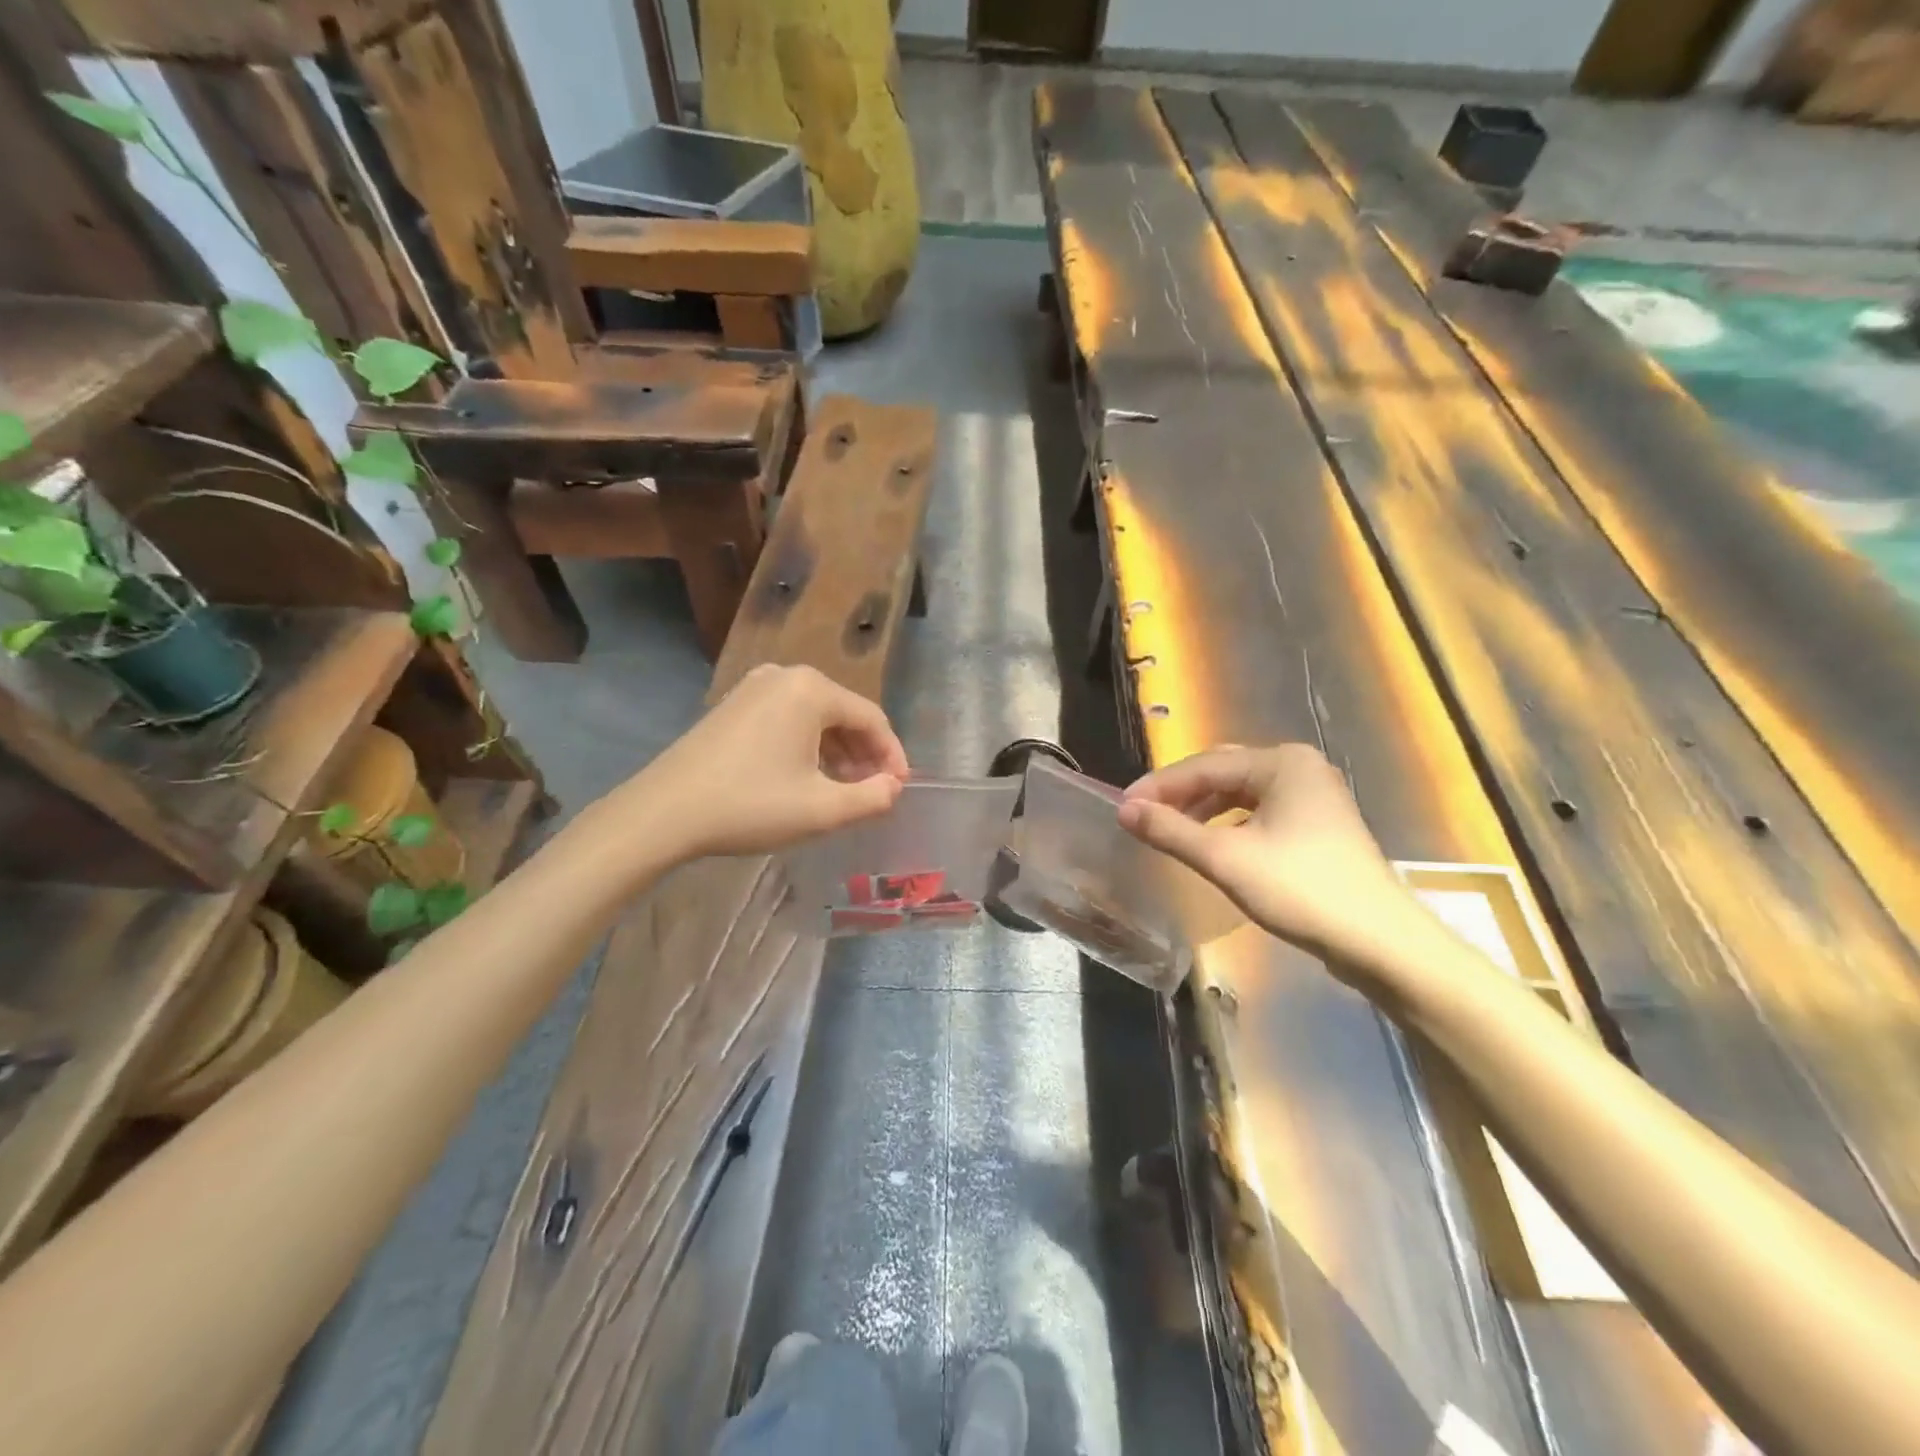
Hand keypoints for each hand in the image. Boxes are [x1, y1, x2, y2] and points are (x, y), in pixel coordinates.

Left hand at [620, 665, 908, 860]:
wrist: (663, 812)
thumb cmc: (751, 805)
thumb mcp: (822, 809)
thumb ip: (872, 798)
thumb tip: (892, 788)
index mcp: (812, 689)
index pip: (872, 718)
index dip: (892, 756)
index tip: (898, 790)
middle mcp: (785, 676)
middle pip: (843, 714)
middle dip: (863, 755)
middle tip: (872, 792)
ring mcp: (754, 687)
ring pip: (814, 718)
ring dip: (836, 753)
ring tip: (841, 791)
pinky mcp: (733, 705)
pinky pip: (786, 720)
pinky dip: (806, 747)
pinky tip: (804, 778)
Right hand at [1117, 744, 1422, 969]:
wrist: (1379, 942)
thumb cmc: (1300, 890)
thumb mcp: (1225, 858)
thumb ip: (1171, 830)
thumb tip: (1124, 811)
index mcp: (1281, 762)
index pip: (1203, 765)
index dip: (1159, 786)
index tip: (1122, 808)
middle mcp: (1299, 768)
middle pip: (1223, 772)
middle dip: (1180, 794)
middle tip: (1143, 817)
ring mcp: (1314, 796)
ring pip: (1241, 793)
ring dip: (1203, 809)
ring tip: (1171, 832)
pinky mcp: (1319, 825)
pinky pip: (1260, 812)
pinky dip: (1229, 823)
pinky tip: (1212, 845)